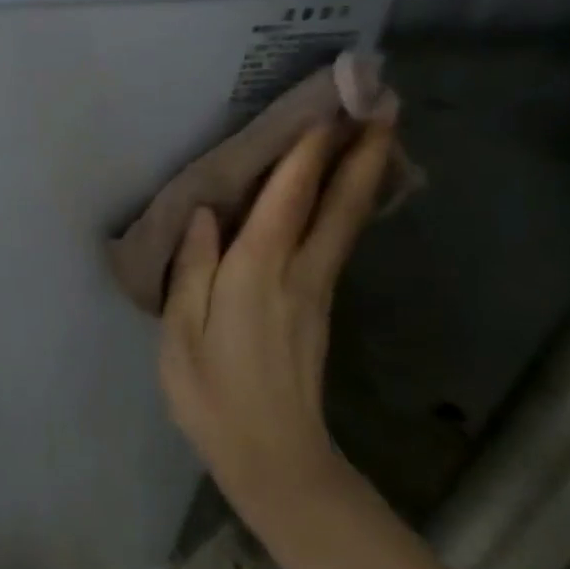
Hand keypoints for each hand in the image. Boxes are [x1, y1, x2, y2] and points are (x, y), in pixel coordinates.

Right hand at [159, 120, 393, 525]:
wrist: (275, 460)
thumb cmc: (213, 394)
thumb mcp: (182, 331)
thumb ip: (193, 267)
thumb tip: (204, 213)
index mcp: (257, 273)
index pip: (288, 200)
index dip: (308, 154)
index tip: (329, 109)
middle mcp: (297, 272)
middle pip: (339, 205)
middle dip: (363, 154)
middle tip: (388, 107)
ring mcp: (316, 291)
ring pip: (347, 222)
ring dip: (364, 175)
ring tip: (378, 135)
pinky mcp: (320, 307)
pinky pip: (337, 242)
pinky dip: (349, 207)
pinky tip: (349, 194)